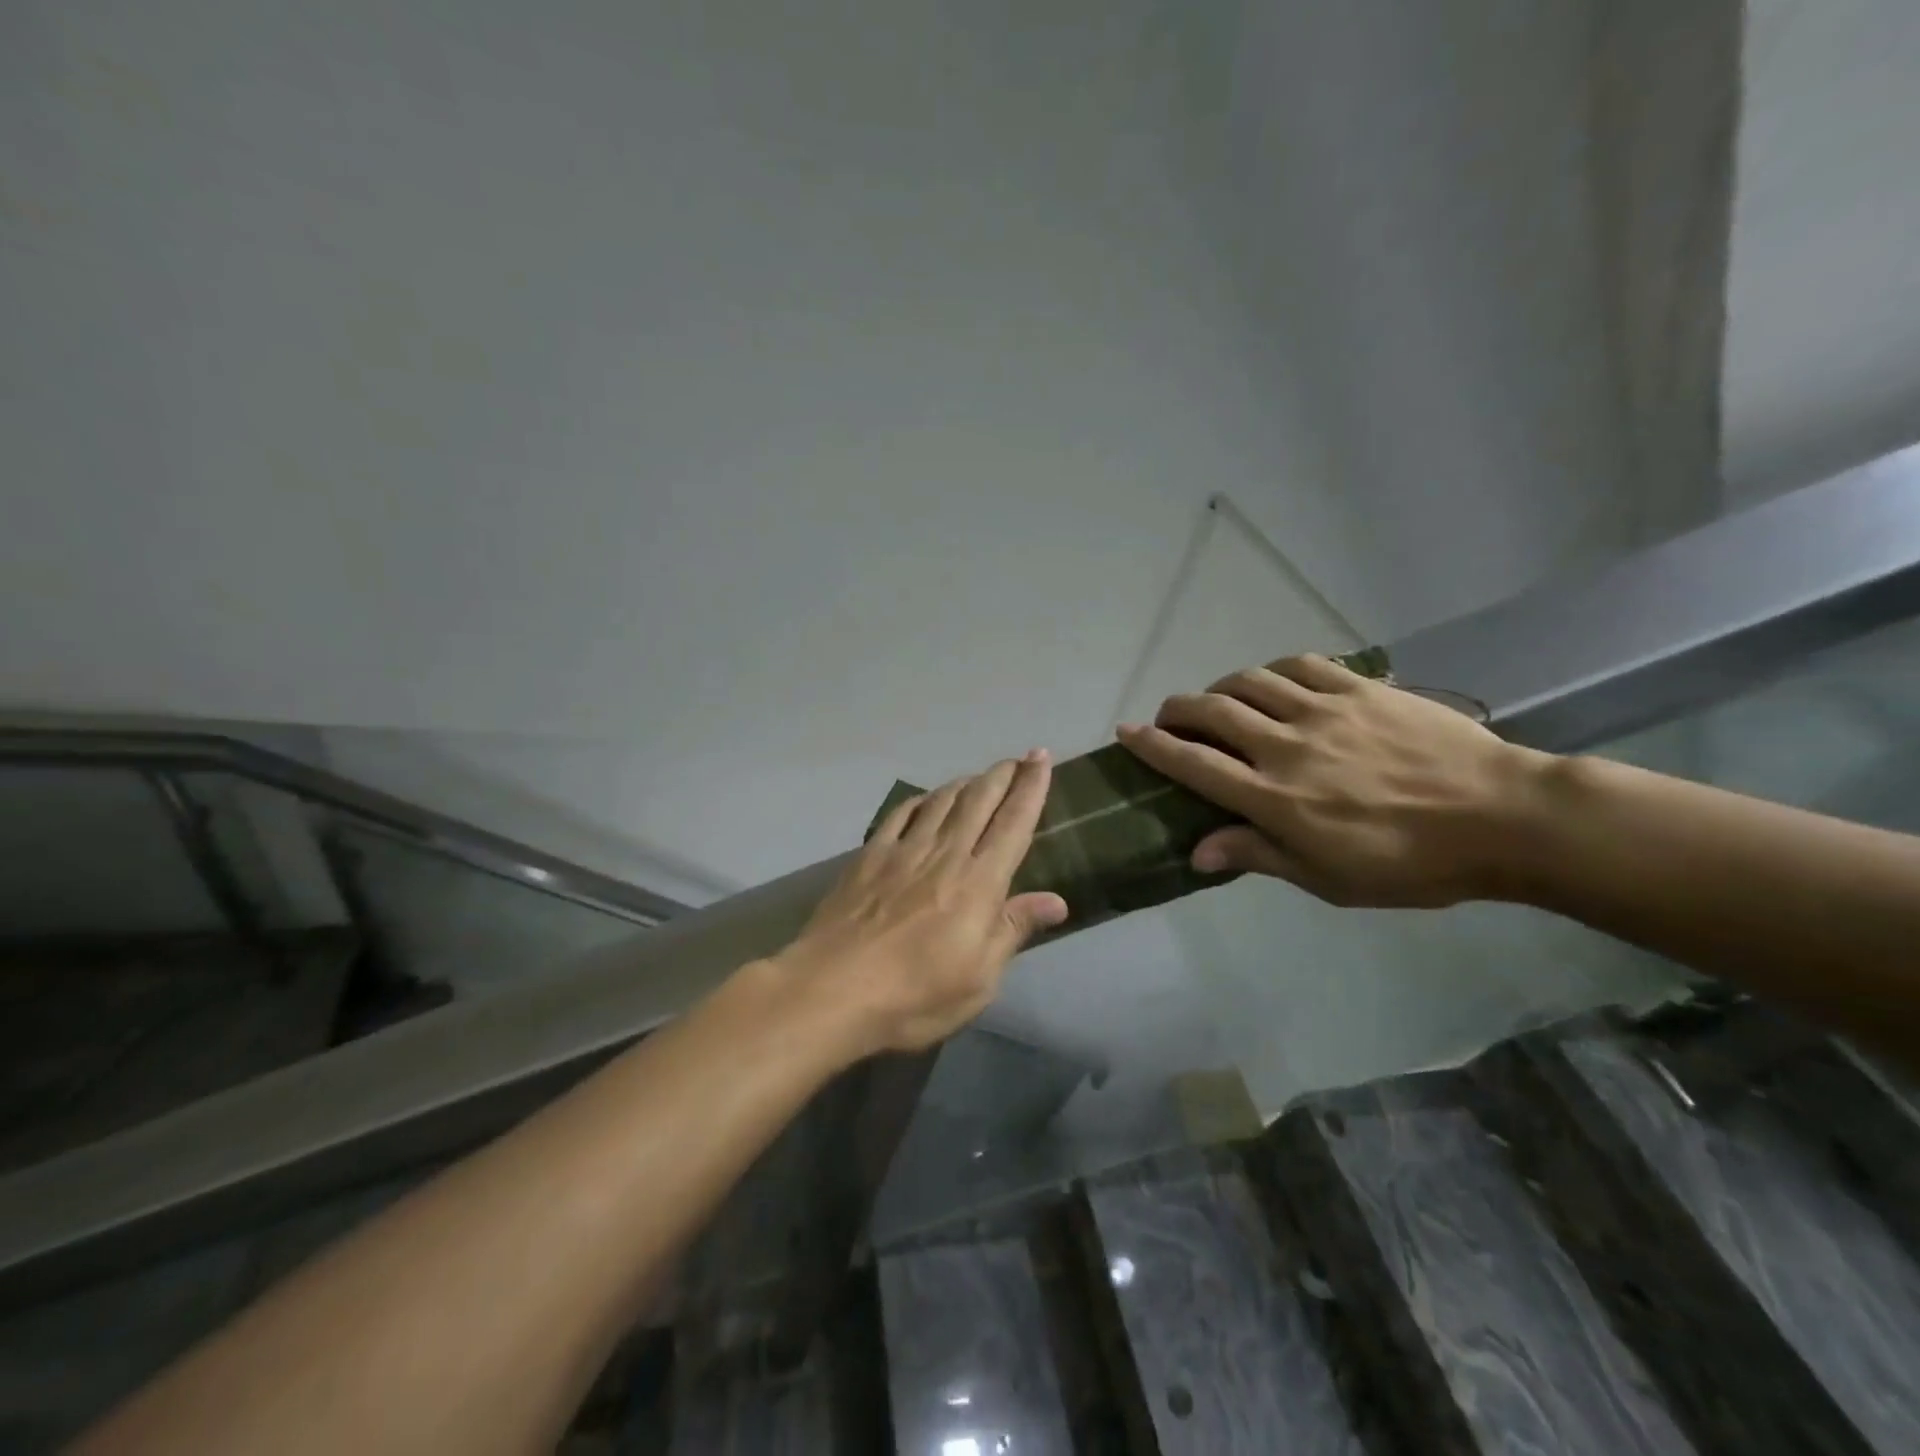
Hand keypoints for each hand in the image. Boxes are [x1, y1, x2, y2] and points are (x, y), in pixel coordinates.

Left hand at [775, 750, 1069, 1056]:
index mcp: (979, 882)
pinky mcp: (869, 857)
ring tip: (978, 776)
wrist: (832, 989)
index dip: (1032, 788)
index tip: (1042, 758)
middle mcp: (945, 854)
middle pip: (979, 801)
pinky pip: (899, 815)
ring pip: (941, 802)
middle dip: (1002, 775)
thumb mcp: (979, 978)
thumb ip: (1013, 930)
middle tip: (1018, 758)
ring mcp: (903, 851)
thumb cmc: (915, 994)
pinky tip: (924, 799)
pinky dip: (919, 800)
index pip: (1014, 823)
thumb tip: (1056, 900)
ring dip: (965, 783)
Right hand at [1116, 654, 1547, 907]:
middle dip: (1177, 709)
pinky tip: (1271, 680)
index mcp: (1275, 798)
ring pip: (1250, 681)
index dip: (1153, 746)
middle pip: (1212, 712)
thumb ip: (1258, 855)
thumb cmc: (1410, 864)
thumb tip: (1196, 852)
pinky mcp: (1361, 688)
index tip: (1127, 732)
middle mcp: (1287, 746)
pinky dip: (1272, 669)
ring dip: (1220, 687)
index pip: (1194, 764)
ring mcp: (1324, 710)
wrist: (1502, 817)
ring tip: (1218, 700)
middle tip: (1169, 716)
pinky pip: (1301, 665)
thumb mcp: (1328, 879)